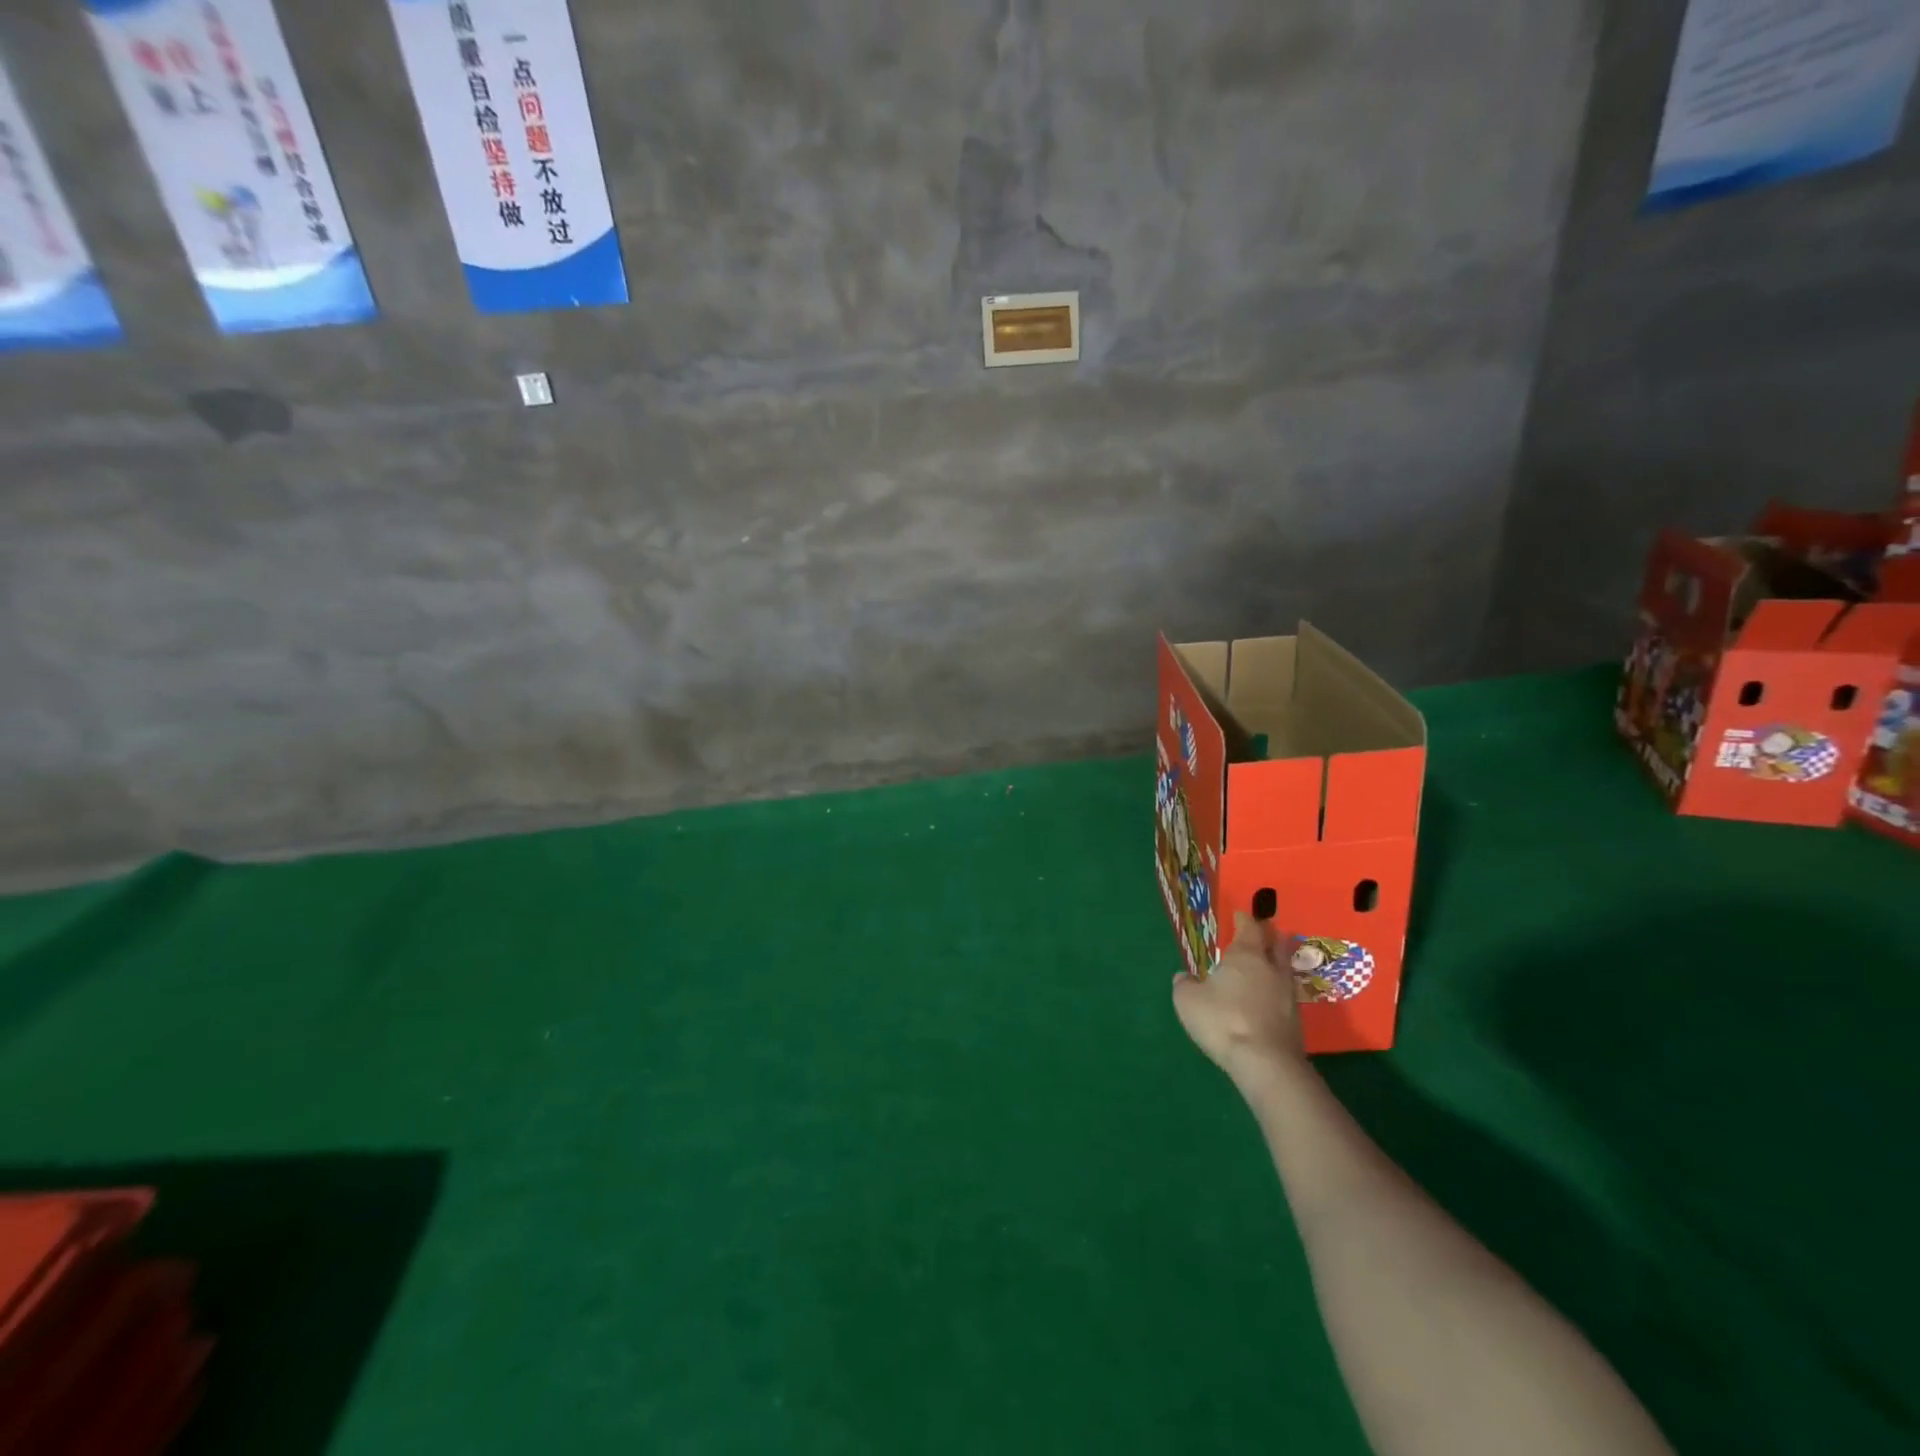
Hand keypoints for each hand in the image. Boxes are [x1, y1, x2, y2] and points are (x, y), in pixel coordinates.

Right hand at [1172, 912, 1305, 1079]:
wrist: (1265, 1062)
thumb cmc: (1222, 1021)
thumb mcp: (1187, 1000)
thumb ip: (1184, 984)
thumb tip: (1183, 977)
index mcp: (1245, 955)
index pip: (1249, 927)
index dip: (1245, 919)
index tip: (1241, 914)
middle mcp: (1271, 968)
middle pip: (1275, 943)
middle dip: (1269, 935)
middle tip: (1262, 933)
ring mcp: (1288, 993)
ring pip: (1284, 968)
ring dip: (1277, 963)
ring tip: (1266, 965)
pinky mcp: (1296, 1019)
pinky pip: (1286, 994)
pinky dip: (1277, 990)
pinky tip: (1268, 998)